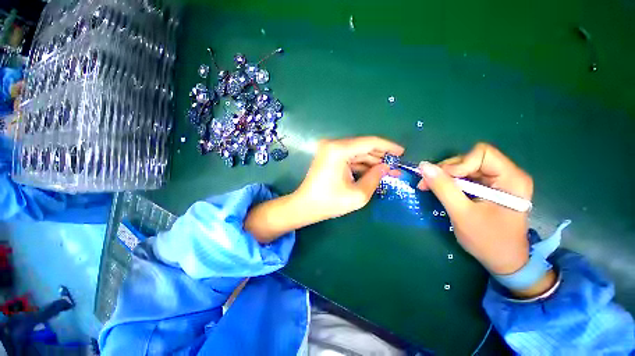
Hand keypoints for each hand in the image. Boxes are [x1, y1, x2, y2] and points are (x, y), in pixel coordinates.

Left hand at [294, 136, 403, 221]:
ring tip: (388, 170)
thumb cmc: (329, 202)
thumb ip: (375, 178)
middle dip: (381, 156)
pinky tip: (373, 171)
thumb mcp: (358, 194)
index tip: (402, 153)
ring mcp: (329, 149)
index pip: (369, 142)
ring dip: (372, 161)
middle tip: (396, 165)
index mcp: (339, 150)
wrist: (305, 206)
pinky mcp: (329, 156)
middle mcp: (333, 144)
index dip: (388, 146)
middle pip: (363, 146)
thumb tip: (386, 167)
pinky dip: (361, 164)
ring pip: (357, 152)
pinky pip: (349, 157)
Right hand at [417, 143, 553, 296]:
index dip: (458, 164)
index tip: (442, 179)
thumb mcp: (462, 214)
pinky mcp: (489, 189)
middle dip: (446, 170)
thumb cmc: (488, 240)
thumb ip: (443, 188)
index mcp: (511, 179)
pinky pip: (465, 177)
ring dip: (444, 176)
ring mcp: (498, 182)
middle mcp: (507, 175)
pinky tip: (439, 191)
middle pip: (470, 159)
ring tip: (428, 187)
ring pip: (464, 167)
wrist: (504, 262)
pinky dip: (449, 182)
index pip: (481, 154)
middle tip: (426, 184)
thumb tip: (424, 166)